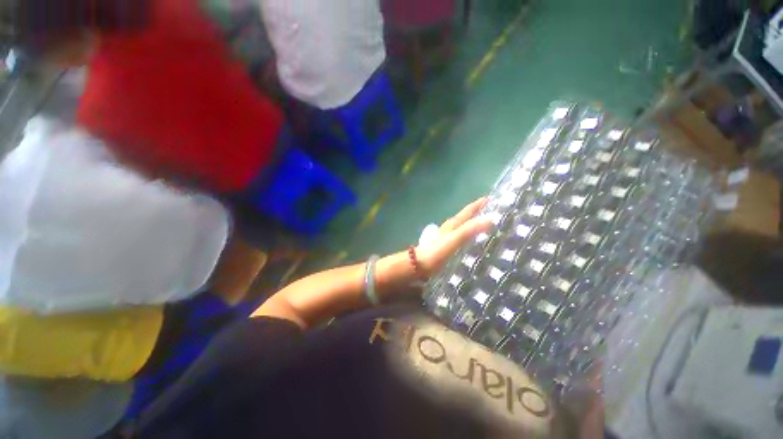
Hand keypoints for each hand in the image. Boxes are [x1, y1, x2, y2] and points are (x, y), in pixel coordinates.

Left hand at [415, 197, 491, 276]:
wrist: (420, 265)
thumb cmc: (437, 252)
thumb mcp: (454, 239)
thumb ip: (469, 229)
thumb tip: (490, 218)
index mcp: (452, 224)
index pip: (468, 211)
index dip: (479, 204)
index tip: (492, 198)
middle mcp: (450, 228)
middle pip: (466, 218)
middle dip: (479, 214)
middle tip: (496, 214)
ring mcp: (448, 237)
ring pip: (464, 228)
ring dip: (475, 225)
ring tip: (490, 227)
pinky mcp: (447, 247)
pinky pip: (462, 238)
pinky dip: (470, 237)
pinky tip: (475, 243)